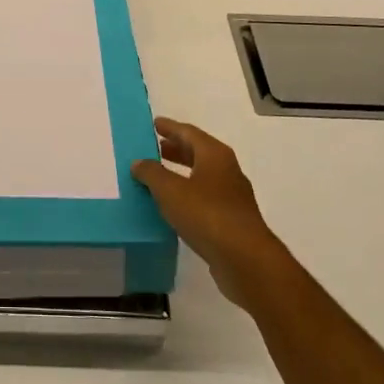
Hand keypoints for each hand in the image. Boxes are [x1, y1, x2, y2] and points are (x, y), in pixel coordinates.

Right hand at [133, 117, 294, 312]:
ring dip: (181, 173)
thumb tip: (139, 162)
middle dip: (176, 149)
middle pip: (198, 152)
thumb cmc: (207, 215)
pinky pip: (205, 198)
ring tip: (159, 177)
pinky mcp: (232, 220)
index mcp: (215, 155)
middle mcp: (227, 170)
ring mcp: (232, 196)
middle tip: (155, 148)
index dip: (170, 127)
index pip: (189, 132)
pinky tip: (173, 206)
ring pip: (202, 176)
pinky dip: (188, 194)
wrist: (245, 260)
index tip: (154, 124)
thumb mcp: (170, 191)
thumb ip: (152, 173)